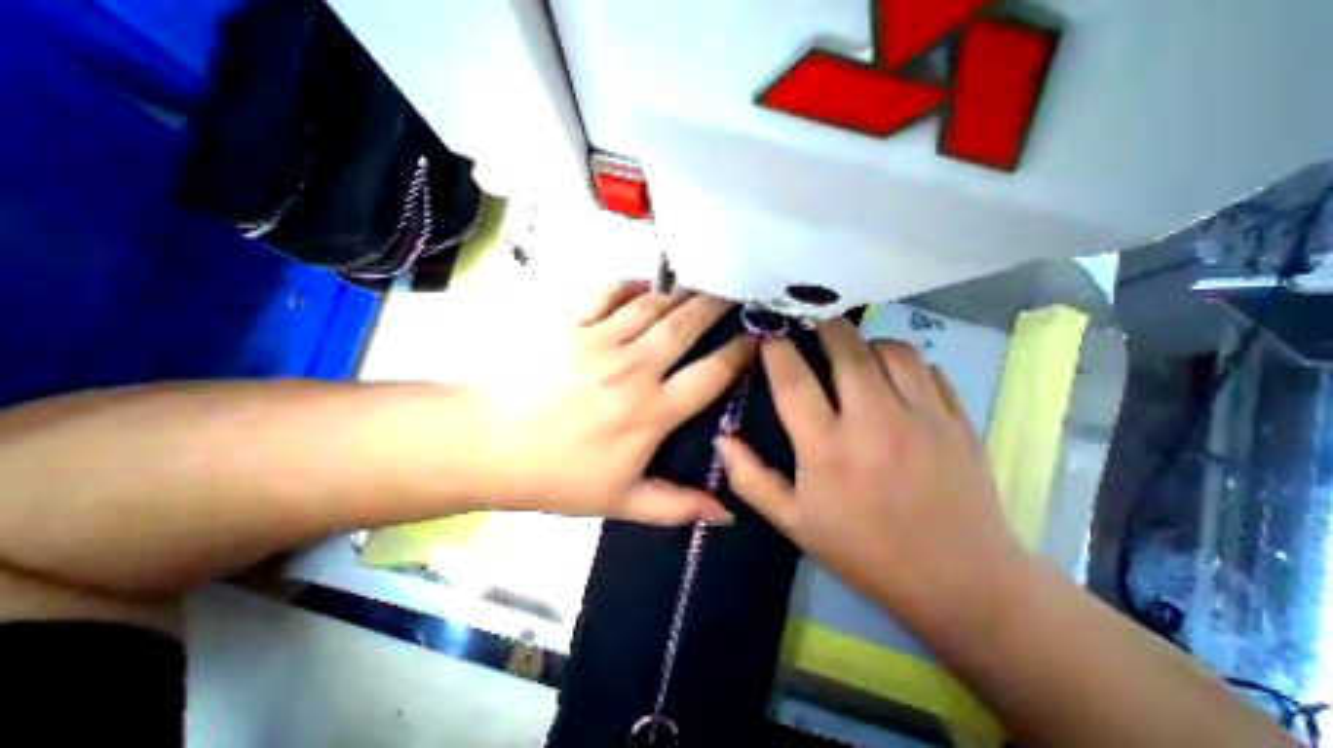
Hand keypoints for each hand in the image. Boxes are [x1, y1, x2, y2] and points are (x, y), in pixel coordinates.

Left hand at [473, 281, 752, 526]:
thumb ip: (678, 506)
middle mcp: (634, 367)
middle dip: (717, 305)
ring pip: (654, 304)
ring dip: (681, 291)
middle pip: (687, 324)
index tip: (756, 337)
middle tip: (735, 291)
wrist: (483, 444)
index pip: (711, 374)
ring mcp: (599, 339)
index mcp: (651, 411)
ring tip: (700, 283)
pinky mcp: (569, 323)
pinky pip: (608, 292)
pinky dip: (631, 284)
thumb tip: (727, 514)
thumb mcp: (620, 502)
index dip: (740, 352)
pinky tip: (644, 284)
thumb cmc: (555, 476)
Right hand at [719, 318, 1022, 631]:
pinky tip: (893, 378)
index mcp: (827, 449)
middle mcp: (873, 423)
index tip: (768, 333)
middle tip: (810, 326)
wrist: (958, 582)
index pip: (793, 380)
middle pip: (846, 348)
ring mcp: (923, 417)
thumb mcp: (793, 523)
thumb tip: (721, 438)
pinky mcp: (958, 420)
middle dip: (822, 326)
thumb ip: (750, 479)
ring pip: (890, 349)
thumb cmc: (863, 550)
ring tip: (853, 355)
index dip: (776, 349)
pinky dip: (903, 362)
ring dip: (865, 343)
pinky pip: (927, 367)